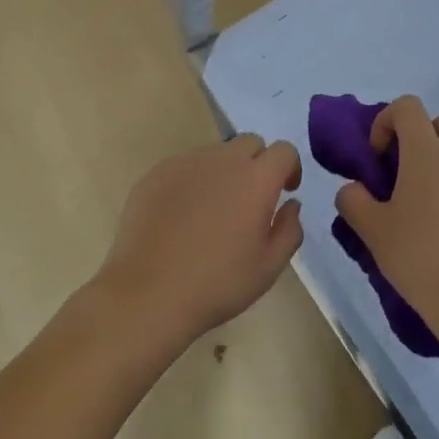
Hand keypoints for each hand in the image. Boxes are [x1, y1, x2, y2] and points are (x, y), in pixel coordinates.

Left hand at [95, 135, 304, 349]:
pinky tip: (182, 217)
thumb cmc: (217, 284)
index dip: (290, 167)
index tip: (285, 191)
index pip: (284, 150)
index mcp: (256, 179)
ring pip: (216, 154)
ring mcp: (186, 163)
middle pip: (250, 143)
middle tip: (250, 199)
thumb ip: (289, 229)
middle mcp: (223, 160)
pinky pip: (185, 166)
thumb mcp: (269, 267)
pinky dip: (193, 181)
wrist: (148, 295)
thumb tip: (291, 204)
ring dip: (224, 172)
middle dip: (258, 163)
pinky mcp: (156, 173)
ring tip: (212, 211)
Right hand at [335, 96, 438, 345]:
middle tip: (407, 172)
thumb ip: (353, 201)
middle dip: (424, 135)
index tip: (378, 156)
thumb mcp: (372, 230)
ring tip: (429, 207)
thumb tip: (353, 190)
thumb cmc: (419, 255)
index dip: (387, 120)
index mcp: (426, 152)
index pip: (408, 106)